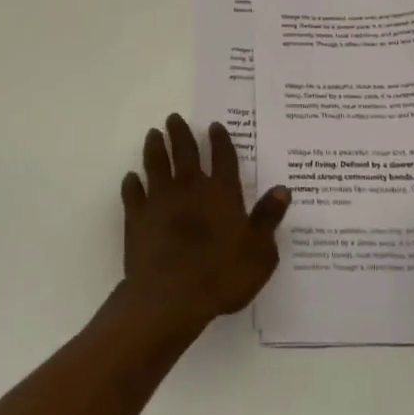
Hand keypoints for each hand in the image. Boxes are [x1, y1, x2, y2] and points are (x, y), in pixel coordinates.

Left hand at [120, 115, 289, 334]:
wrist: (170, 297)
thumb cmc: (221, 276)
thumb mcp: (259, 253)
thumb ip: (268, 218)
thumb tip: (282, 189)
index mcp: (222, 193)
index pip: (223, 158)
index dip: (220, 141)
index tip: (215, 126)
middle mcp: (190, 188)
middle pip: (184, 152)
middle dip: (180, 133)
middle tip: (173, 118)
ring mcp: (160, 200)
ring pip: (156, 164)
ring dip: (154, 148)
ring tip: (153, 134)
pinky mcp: (137, 217)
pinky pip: (132, 193)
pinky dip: (131, 184)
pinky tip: (131, 178)